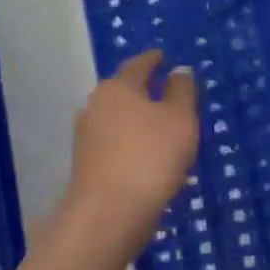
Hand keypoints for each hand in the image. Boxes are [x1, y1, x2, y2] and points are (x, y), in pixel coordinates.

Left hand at [62, 50, 199, 256]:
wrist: (110, 213)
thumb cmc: (151, 157)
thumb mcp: (180, 119)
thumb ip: (182, 91)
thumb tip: (179, 70)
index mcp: (118, 87)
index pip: (138, 64)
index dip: (153, 59)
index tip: (164, 56)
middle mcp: (95, 105)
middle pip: (123, 91)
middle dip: (144, 91)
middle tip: (167, 92)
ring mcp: (86, 136)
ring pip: (117, 119)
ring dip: (137, 120)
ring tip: (161, 127)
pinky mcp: (86, 165)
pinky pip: (114, 144)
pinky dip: (131, 144)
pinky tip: (146, 155)